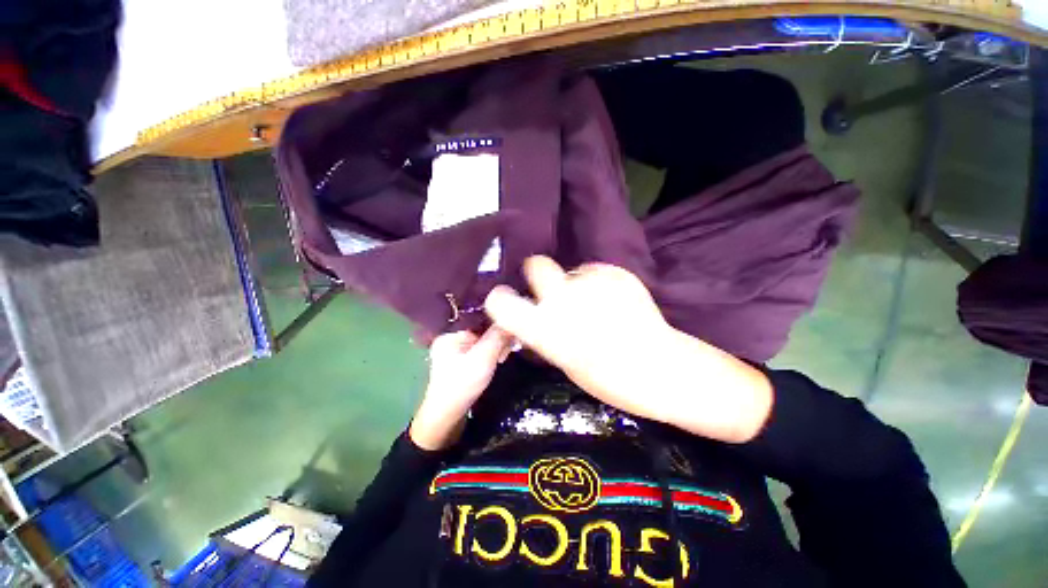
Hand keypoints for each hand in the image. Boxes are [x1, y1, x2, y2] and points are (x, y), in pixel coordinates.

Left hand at [409, 327, 513, 450]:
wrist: (446, 418)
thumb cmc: (462, 384)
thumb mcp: (483, 358)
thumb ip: (498, 336)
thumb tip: (511, 316)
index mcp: (451, 333)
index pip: (479, 317)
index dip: (497, 321)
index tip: (512, 329)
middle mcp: (452, 338)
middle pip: (482, 328)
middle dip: (498, 336)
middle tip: (510, 348)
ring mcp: (456, 350)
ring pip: (483, 339)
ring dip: (497, 345)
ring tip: (504, 356)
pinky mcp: (461, 361)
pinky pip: (481, 349)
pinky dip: (491, 353)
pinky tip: (499, 359)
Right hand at [484, 256, 772, 442]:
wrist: (663, 368)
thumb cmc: (609, 378)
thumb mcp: (562, 360)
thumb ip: (543, 331)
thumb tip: (533, 313)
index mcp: (546, 328)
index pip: (501, 301)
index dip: (501, 299)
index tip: (509, 302)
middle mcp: (564, 298)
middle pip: (536, 264)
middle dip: (538, 276)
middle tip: (552, 294)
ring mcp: (592, 281)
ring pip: (570, 271)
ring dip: (574, 284)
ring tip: (594, 305)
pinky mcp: (617, 272)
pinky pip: (595, 272)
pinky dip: (598, 284)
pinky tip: (614, 302)